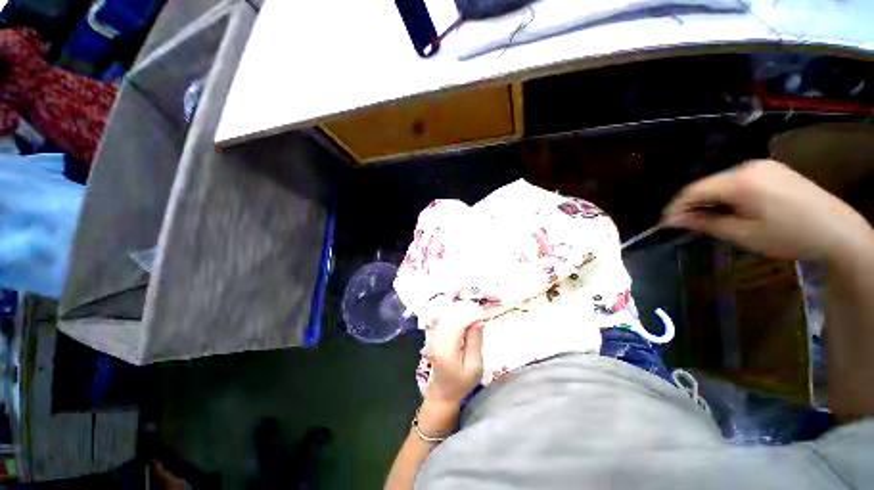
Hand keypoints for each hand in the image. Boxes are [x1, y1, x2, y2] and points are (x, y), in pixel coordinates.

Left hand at [425, 301, 484, 405]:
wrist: (442, 391)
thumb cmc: (461, 382)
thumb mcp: (474, 367)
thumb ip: (475, 341)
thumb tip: (479, 320)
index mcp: (446, 348)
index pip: (458, 322)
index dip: (473, 313)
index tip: (488, 313)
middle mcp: (436, 337)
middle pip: (452, 313)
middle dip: (470, 307)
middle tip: (486, 306)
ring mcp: (433, 333)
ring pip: (448, 311)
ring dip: (463, 306)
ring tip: (478, 306)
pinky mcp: (434, 331)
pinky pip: (445, 313)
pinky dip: (456, 308)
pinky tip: (466, 306)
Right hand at [662, 159, 873, 261]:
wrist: (838, 231)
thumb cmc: (789, 235)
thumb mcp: (743, 234)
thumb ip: (705, 223)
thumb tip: (674, 220)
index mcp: (740, 181)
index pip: (693, 189)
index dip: (675, 206)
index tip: (665, 223)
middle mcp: (748, 166)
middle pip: (707, 183)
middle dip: (692, 203)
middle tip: (686, 224)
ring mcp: (763, 165)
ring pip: (721, 181)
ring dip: (710, 199)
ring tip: (708, 218)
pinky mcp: (773, 169)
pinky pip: (738, 179)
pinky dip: (727, 194)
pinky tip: (731, 208)